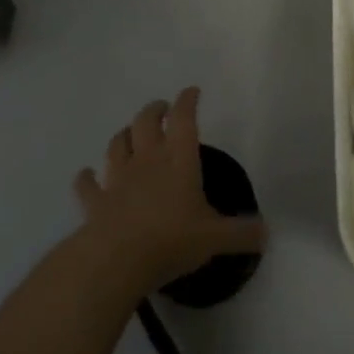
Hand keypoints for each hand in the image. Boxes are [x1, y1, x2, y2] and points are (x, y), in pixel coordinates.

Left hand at [73, 86, 266, 294]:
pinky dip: (86, 178)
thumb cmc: (170, 241)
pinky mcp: (95, 202)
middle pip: (146, 122)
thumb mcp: (214, 238)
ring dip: (124, 135)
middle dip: (155, 110)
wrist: (114, 261)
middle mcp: (147, 160)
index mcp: (179, 160)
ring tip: (130, 133)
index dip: (188, 101)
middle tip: (162, 109)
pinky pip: (87, 184)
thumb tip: (267, 233)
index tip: (192, 92)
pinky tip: (86, 175)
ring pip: (117, 144)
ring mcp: (118, 179)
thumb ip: (241, 234)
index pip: (184, 119)